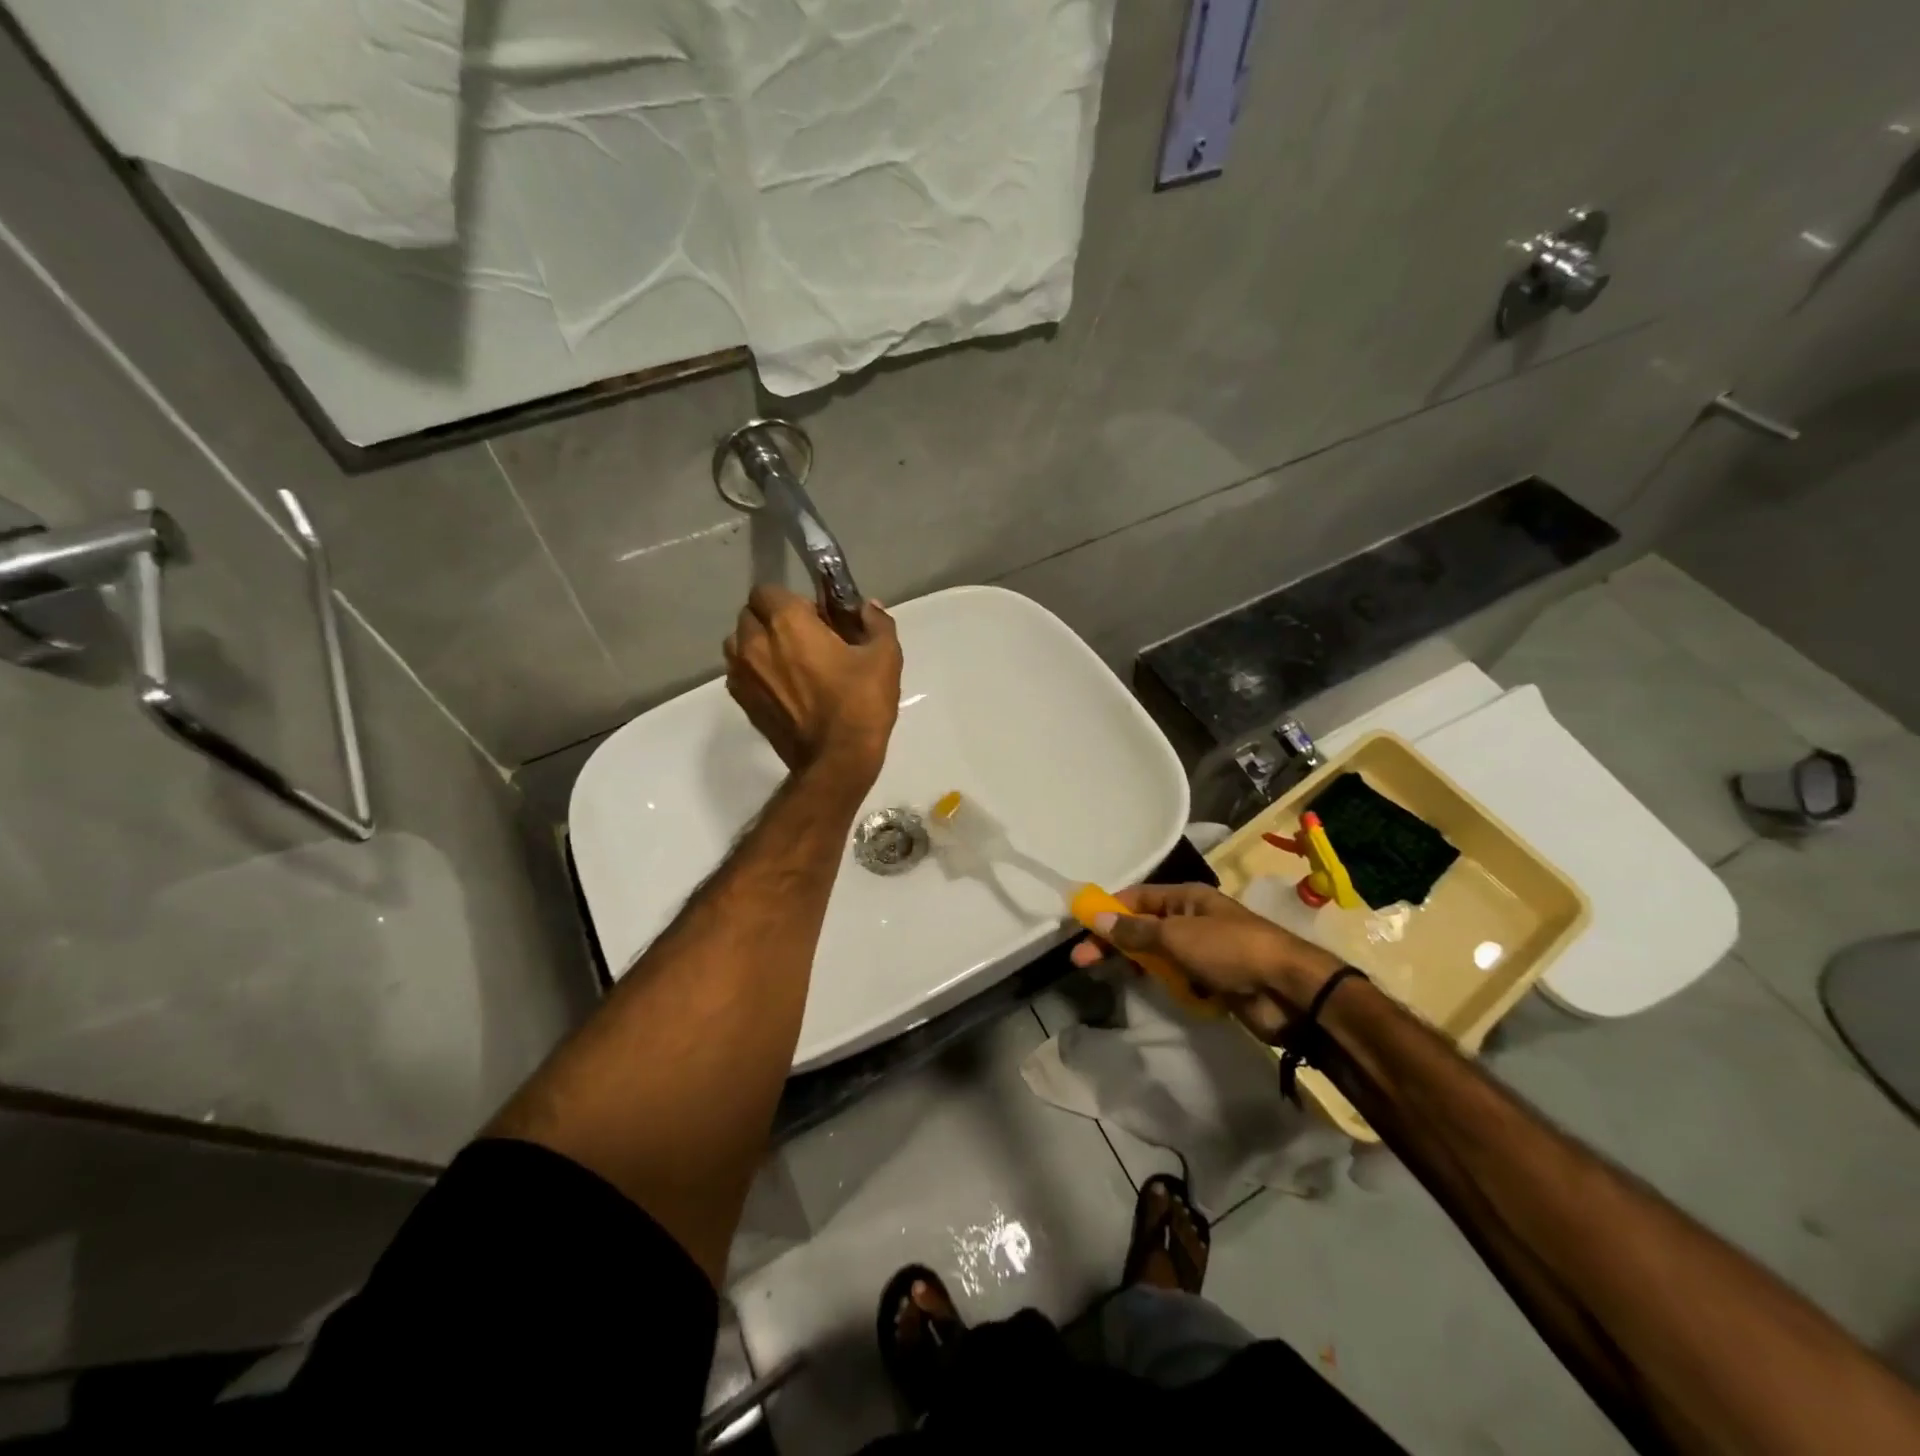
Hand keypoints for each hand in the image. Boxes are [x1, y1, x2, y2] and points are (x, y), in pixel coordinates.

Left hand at [724, 585, 902, 782]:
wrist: (836, 761)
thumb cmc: (860, 704)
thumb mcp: (884, 657)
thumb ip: (876, 622)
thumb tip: (868, 607)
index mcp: (787, 622)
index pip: (768, 590)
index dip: (793, 600)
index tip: (817, 618)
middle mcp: (755, 641)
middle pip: (750, 614)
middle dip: (773, 619)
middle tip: (805, 638)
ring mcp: (742, 673)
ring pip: (739, 642)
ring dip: (758, 643)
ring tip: (788, 663)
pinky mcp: (742, 701)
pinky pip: (740, 672)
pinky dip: (755, 671)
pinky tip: (783, 687)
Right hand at [1069, 883, 1340, 1039]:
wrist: (1287, 990)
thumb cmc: (1229, 950)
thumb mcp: (1176, 935)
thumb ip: (1135, 930)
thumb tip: (1096, 916)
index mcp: (1186, 898)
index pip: (1136, 898)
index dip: (1107, 911)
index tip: (1079, 927)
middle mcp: (1192, 920)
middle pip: (1143, 928)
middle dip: (1114, 943)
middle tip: (1081, 962)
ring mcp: (1203, 952)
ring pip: (1158, 956)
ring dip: (1138, 964)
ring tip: (1110, 976)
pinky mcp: (1212, 981)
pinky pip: (1177, 979)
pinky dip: (1165, 984)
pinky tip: (1151, 991)